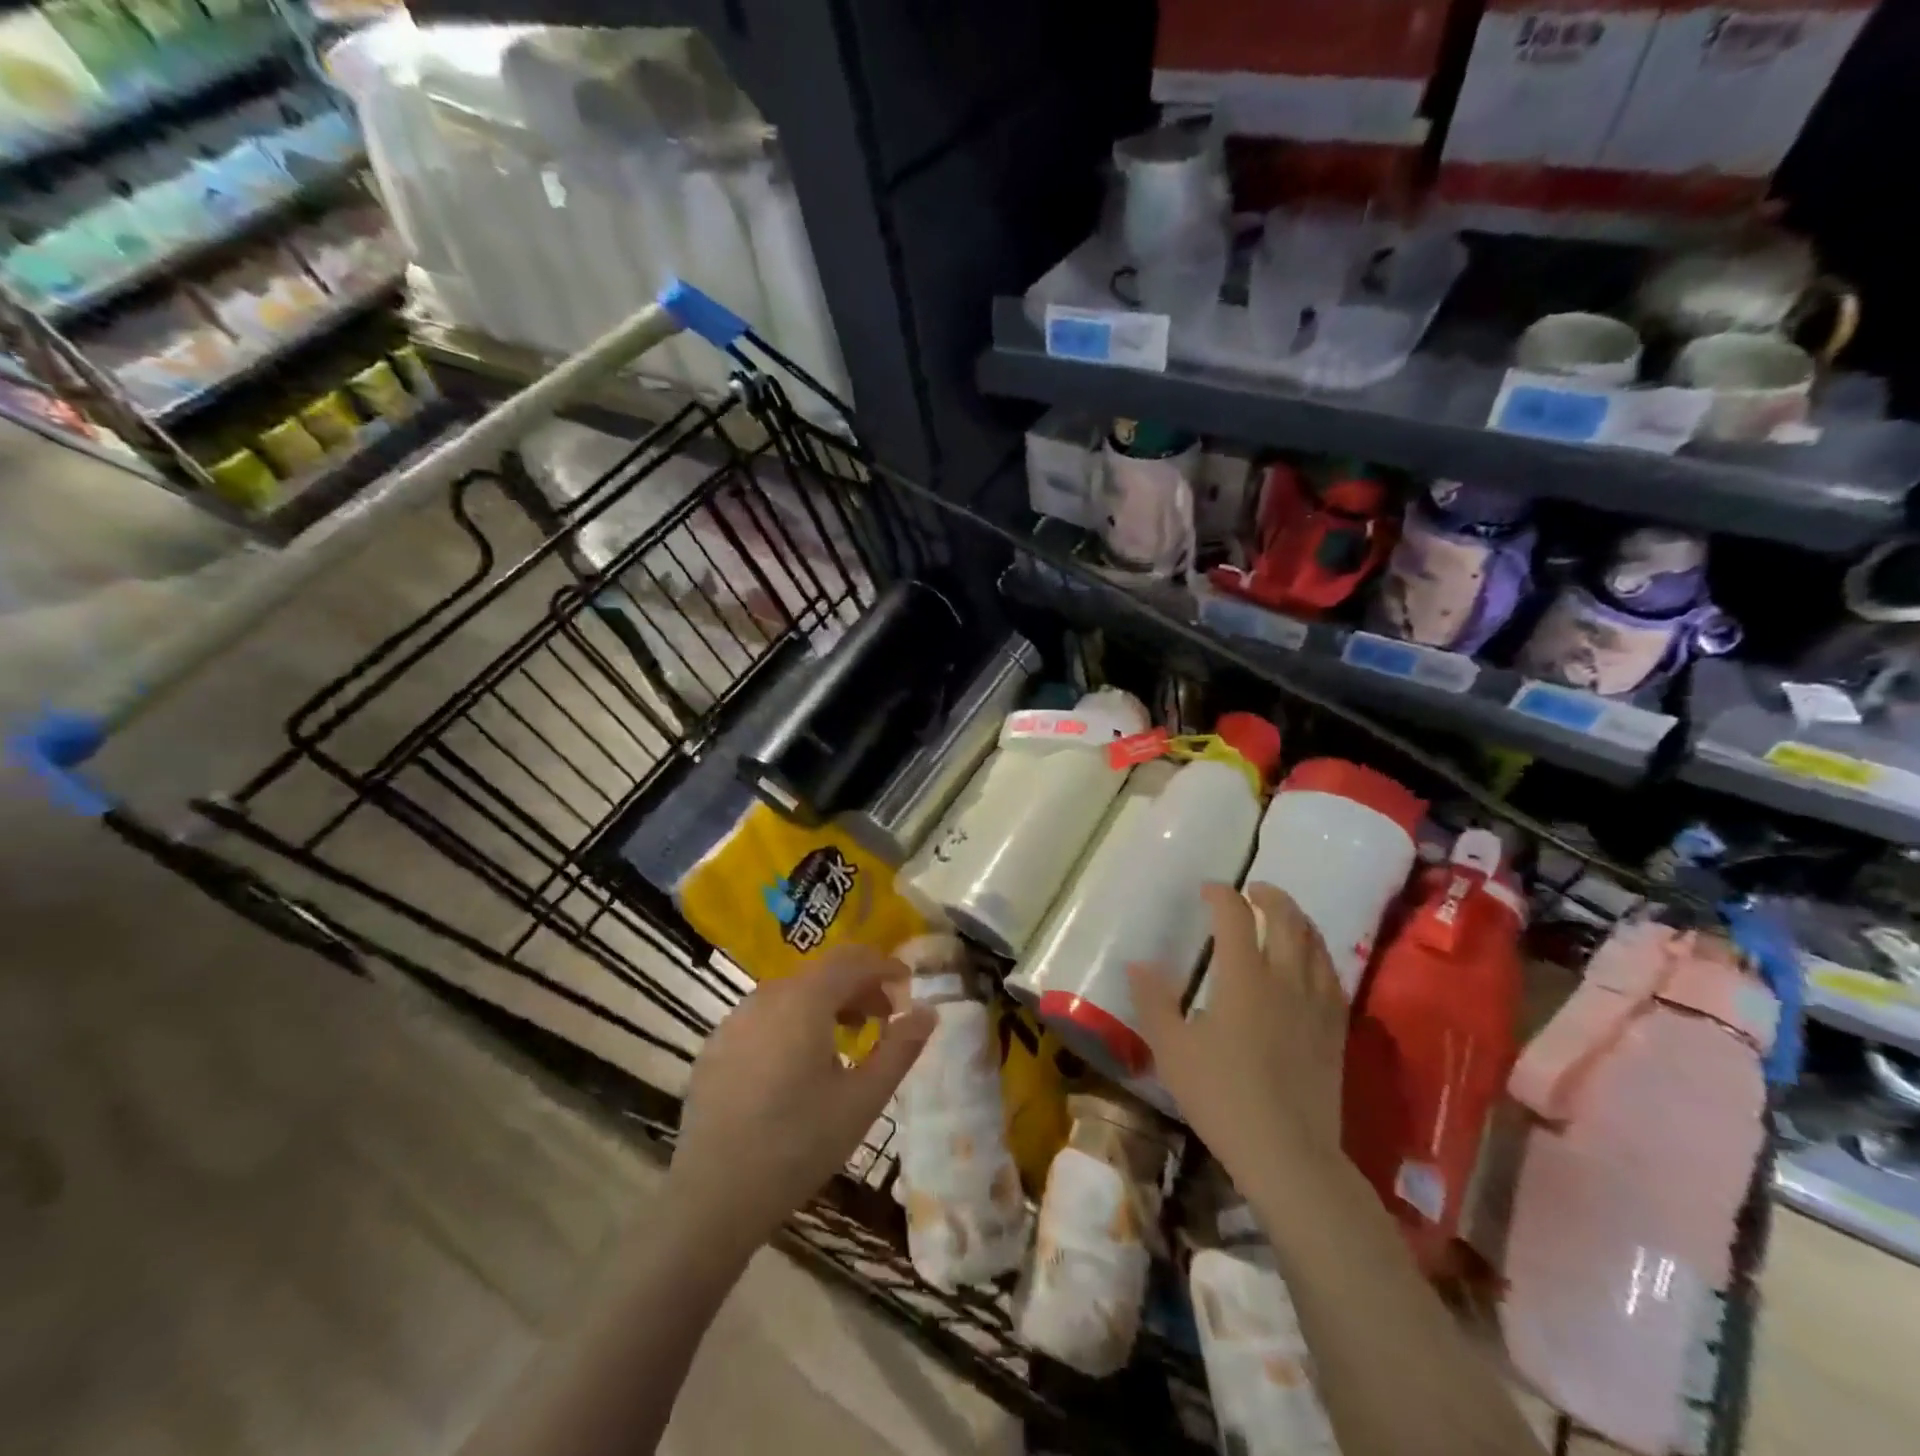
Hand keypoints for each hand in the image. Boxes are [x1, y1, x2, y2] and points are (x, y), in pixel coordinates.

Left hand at [669, 948, 936, 1257]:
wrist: (713, 1197)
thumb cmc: (798, 1144)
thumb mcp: (863, 1100)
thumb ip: (900, 1049)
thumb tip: (928, 1012)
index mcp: (805, 1000)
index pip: (852, 959)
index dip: (884, 966)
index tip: (907, 987)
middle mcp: (767, 996)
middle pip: (822, 973)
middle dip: (858, 987)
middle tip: (884, 1018)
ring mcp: (735, 1020)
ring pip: (792, 994)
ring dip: (826, 1005)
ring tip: (846, 1042)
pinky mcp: (715, 1047)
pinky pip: (764, 1017)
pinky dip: (792, 1024)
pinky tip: (797, 1067)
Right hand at [1128, 884, 1347, 1185]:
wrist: (1289, 1154)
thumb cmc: (1222, 1097)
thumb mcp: (1172, 1049)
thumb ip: (1153, 1001)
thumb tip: (1138, 964)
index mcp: (1244, 976)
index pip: (1236, 916)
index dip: (1222, 895)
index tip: (1208, 891)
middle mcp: (1285, 978)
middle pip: (1286, 919)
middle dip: (1270, 896)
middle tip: (1253, 890)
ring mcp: (1316, 1003)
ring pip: (1315, 943)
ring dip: (1298, 919)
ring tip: (1283, 915)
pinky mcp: (1335, 1029)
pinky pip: (1332, 975)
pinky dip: (1318, 953)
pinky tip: (1311, 963)